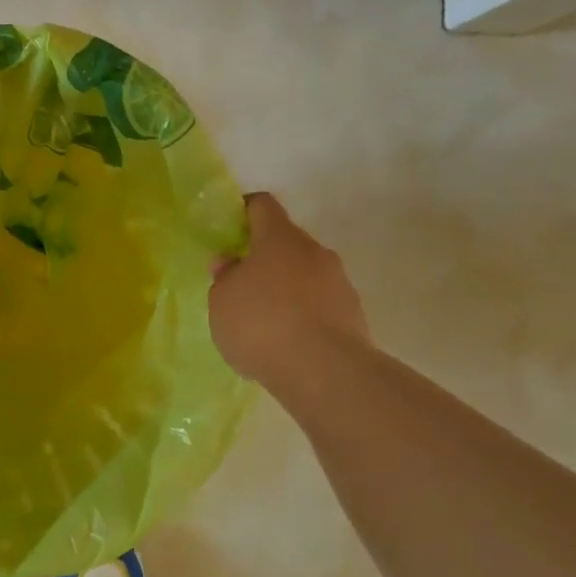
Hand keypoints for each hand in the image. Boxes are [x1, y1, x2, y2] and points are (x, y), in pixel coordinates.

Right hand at [209, 193, 370, 384]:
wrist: (326, 371)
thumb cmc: (261, 324)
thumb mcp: (222, 301)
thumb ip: (225, 278)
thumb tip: (232, 263)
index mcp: (279, 238)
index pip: (262, 205)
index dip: (244, 211)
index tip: (230, 228)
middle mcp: (314, 251)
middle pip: (286, 242)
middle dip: (264, 258)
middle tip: (241, 284)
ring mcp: (339, 283)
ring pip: (306, 275)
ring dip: (286, 289)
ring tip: (264, 322)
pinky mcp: (354, 315)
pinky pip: (320, 305)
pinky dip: (303, 316)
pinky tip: (287, 343)